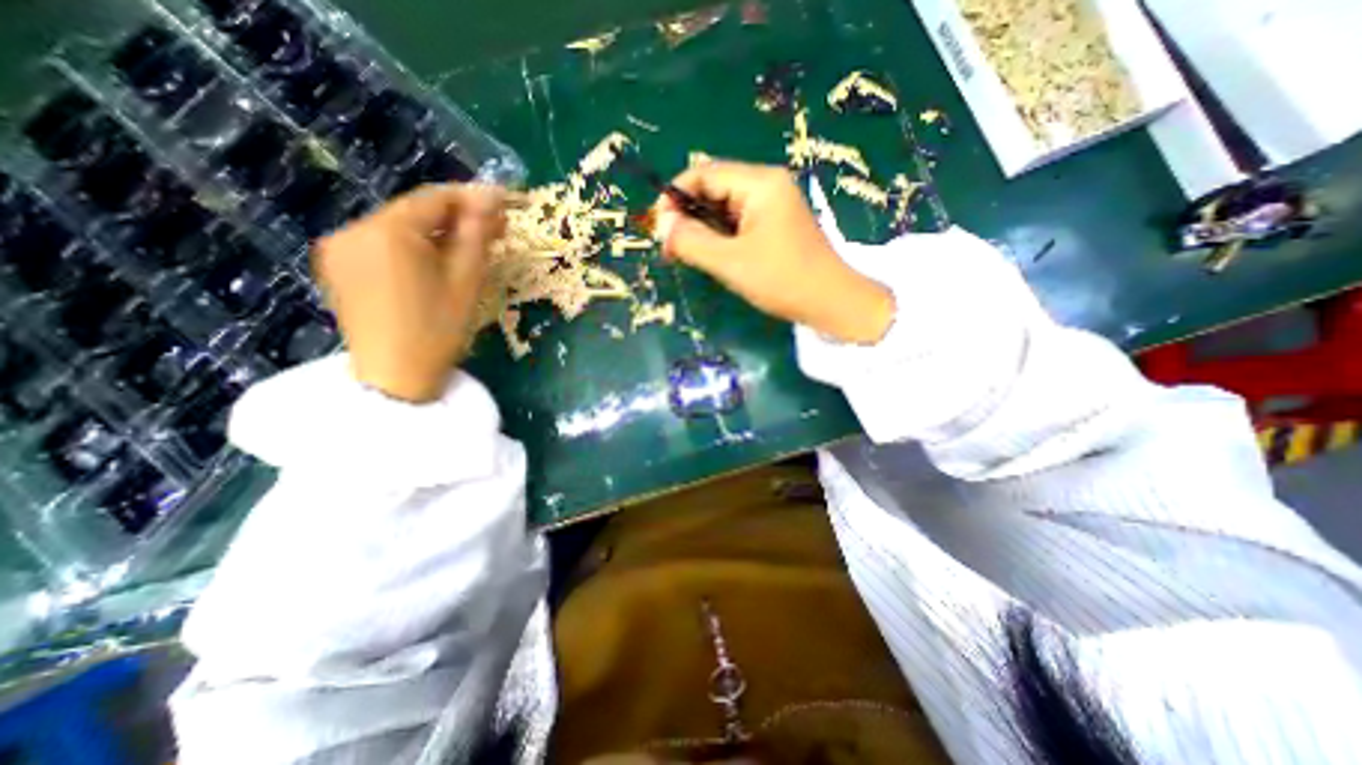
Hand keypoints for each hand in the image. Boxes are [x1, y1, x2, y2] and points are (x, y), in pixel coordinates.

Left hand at [313, 184, 503, 401]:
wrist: (395, 378)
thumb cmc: (439, 329)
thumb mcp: (467, 279)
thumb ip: (478, 232)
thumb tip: (492, 195)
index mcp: (387, 230)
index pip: (435, 198)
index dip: (472, 199)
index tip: (505, 205)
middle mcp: (354, 228)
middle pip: (414, 212)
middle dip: (456, 219)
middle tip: (493, 232)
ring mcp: (340, 248)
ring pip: (399, 228)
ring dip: (436, 234)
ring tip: (468, 250)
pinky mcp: (339, 268)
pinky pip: (382, 245)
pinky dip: (412, 248)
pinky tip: (434, 265)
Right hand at [659, 162, 902, 343]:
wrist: (832, 303)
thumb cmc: (783, 280)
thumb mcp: (731, 262)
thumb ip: (692, 241)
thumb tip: (661, 225)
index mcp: (760, 183)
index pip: (704, 173)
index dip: (675, 196)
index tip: (659, 228)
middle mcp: (766, 185)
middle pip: (713, 188)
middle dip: (687, 215)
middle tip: (670, 247)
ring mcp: (772, 206)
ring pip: (723, 208)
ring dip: (702, 229)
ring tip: (687, 255)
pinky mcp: (774, 225)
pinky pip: (737, 223)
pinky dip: (719, 237)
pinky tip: (711, 256)